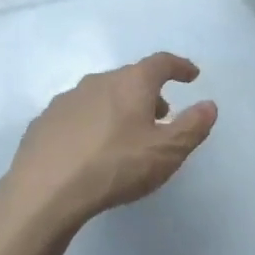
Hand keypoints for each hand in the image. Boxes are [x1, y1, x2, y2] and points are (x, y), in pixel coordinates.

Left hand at [0, 52, 217, 242]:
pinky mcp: (44, 122)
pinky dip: (92, 124)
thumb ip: (191, 127)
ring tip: (127, 135)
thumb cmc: (115, 166)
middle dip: (149, 92)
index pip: (161, 62)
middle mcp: (98, 81)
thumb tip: (209, 105)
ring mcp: (67, 100)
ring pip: (102, 95)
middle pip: (130, 78)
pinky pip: (78, 115)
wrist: (45, 191)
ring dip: (120, 108)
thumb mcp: (166, 152)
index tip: (191, 75)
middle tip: (162, 115)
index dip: (179, 66)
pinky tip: (91, 150)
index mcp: (131, 82)